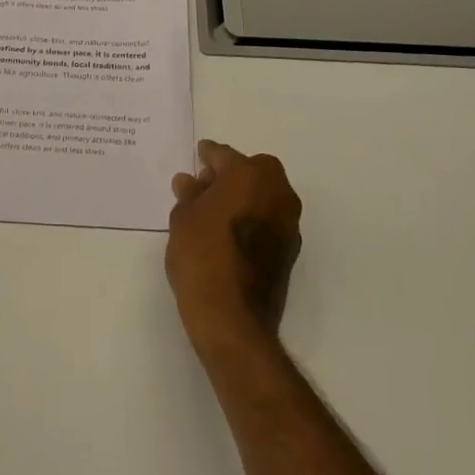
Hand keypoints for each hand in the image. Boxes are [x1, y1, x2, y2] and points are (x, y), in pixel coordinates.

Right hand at [166, 139, 302, 353]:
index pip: (223, 155)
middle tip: (205, 187)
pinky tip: (231, 233)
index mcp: (249, 174)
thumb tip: (190, 182)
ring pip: (264, 194)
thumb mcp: (183, 218)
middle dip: (231, 174)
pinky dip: (253, 219)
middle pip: (252, 170)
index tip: (198, 157)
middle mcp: (276, 191)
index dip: (207, 156)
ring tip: (215, 212)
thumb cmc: (202, 255)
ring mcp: (288, 222)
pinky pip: (269, 219)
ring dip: (245, 197)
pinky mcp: (291, 250)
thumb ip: (189, 194)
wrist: (232, 319)